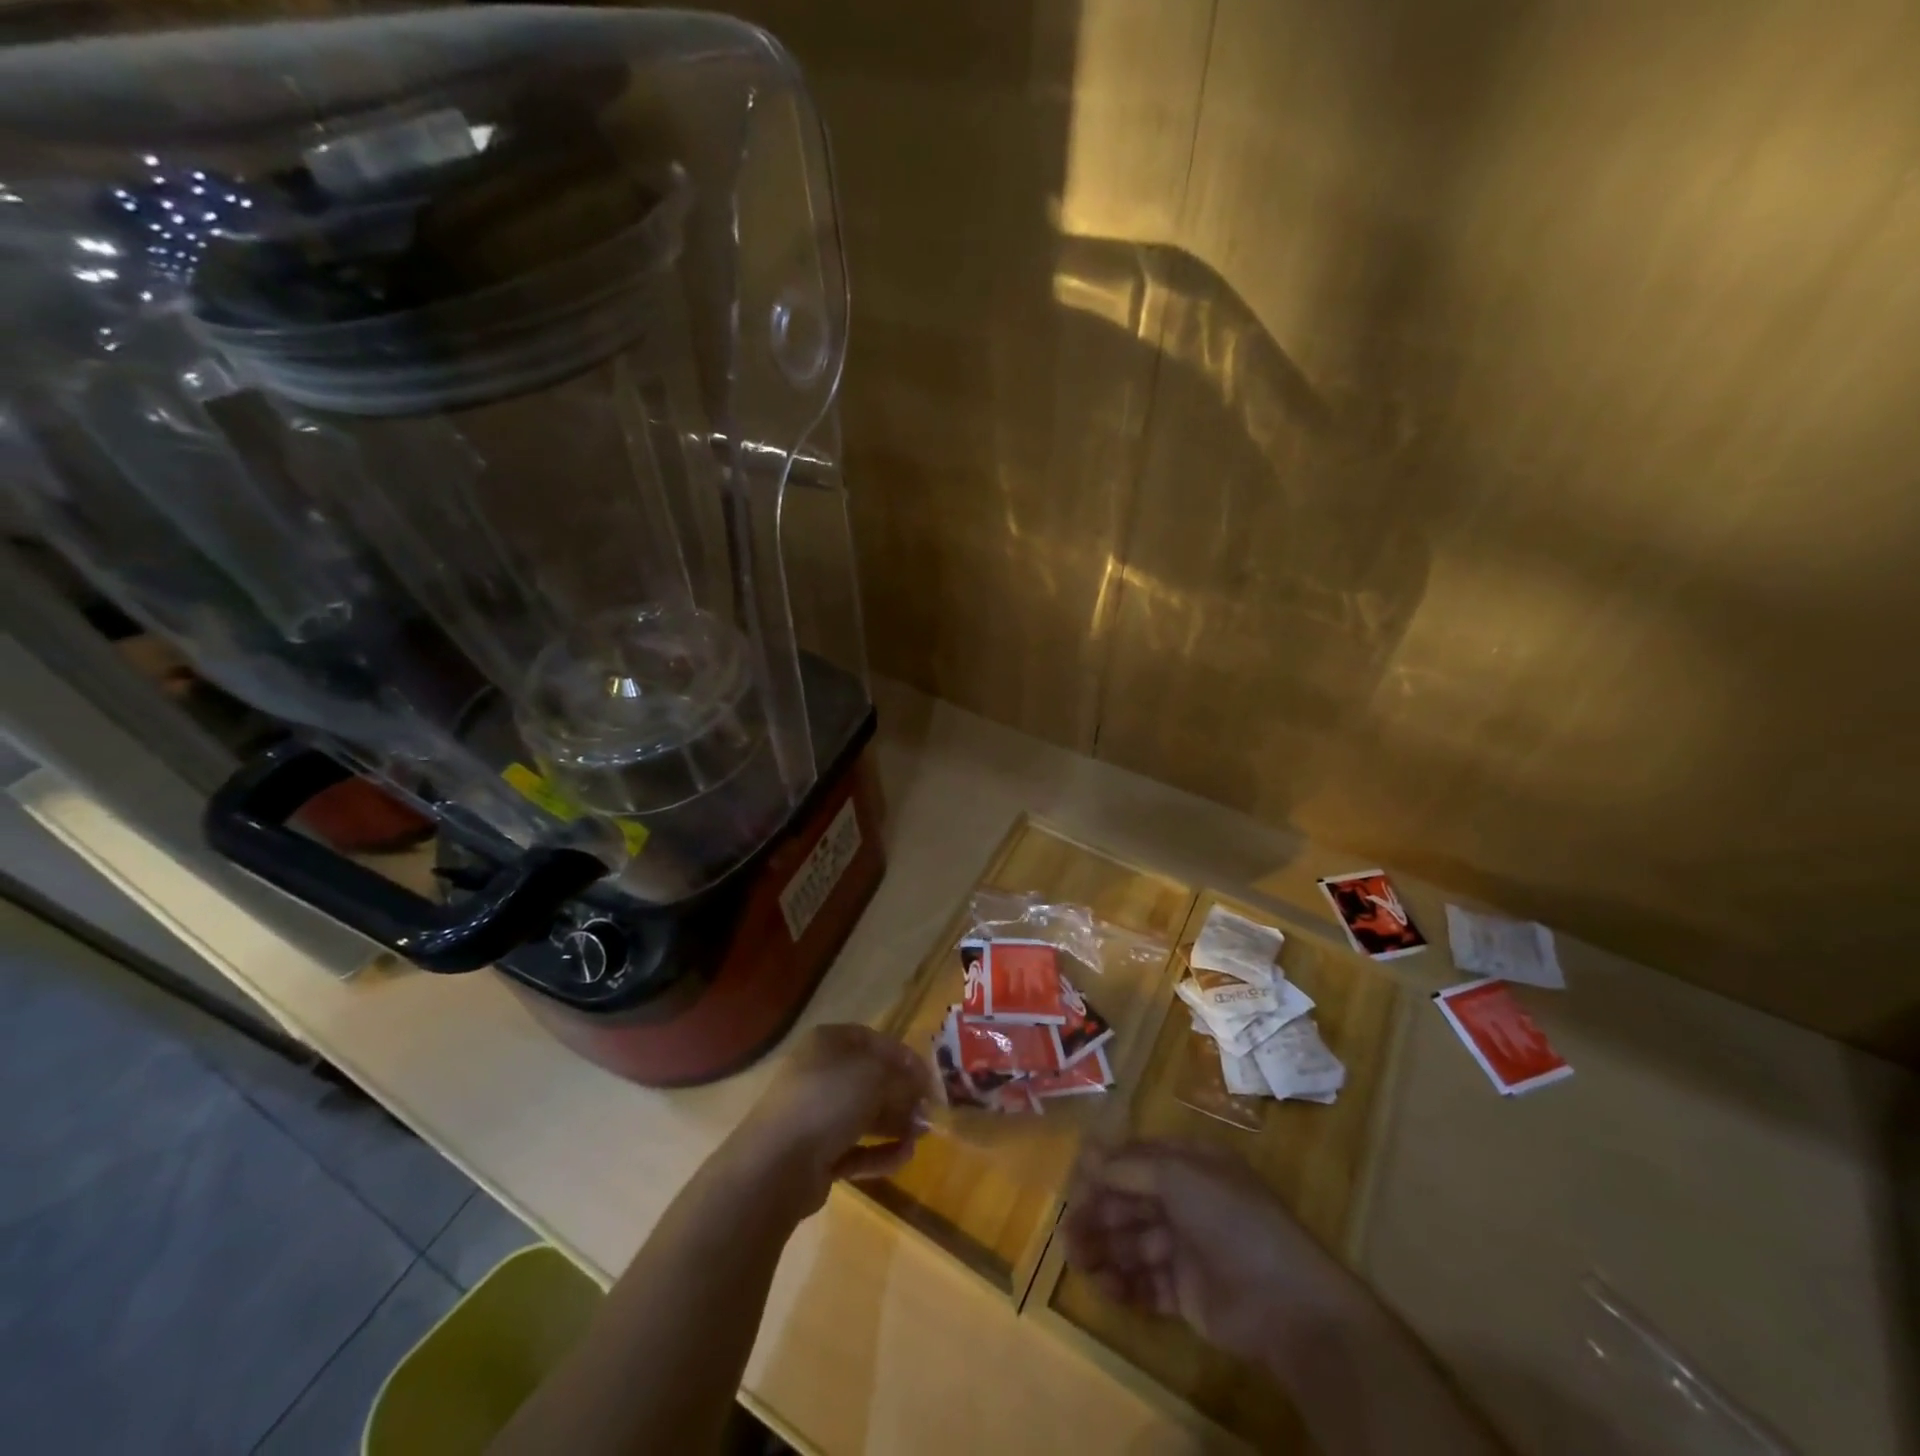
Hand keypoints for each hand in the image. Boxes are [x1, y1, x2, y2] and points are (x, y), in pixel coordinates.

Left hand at [726, 1024, 935, 1215]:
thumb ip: (903, 1079)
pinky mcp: (816, 1153)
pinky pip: (854, 1148)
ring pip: (863, 1115)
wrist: (777, 1162)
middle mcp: (820, 1073)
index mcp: (829, 1042)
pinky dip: (879, 1152)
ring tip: (921, 1136)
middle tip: (928, 1111)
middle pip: (870, 1080)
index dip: (904, 1057)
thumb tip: (920, 1090)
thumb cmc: (829, 1100)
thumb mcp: (876, 1077)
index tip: (929, 1078)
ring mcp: (815, 1115)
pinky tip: (904, 1157)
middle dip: (902, 1094)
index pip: (874, 1041)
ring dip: (895, 1123)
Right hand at [1063, 1140, 1341, 1360]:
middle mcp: (1186, 1201)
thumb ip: (1129, 1166)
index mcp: (1190, 1165)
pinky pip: (1147, 1282)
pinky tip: (1106, 1287)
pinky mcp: (1188, 1293)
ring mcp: (1187, 1248)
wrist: (1286, 1303)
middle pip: (1131, 1203)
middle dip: (1098, 1215)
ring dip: (1104, 1250)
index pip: (1136, 1160)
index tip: (1073, 1185)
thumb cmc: (1231, 1220)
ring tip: (1077, 1262)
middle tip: (1067, 1234)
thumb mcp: (1178, 1176)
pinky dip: (1124, 1284)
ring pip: (1134, 1243)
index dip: (1104, 1170)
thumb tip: (1088, 1151)